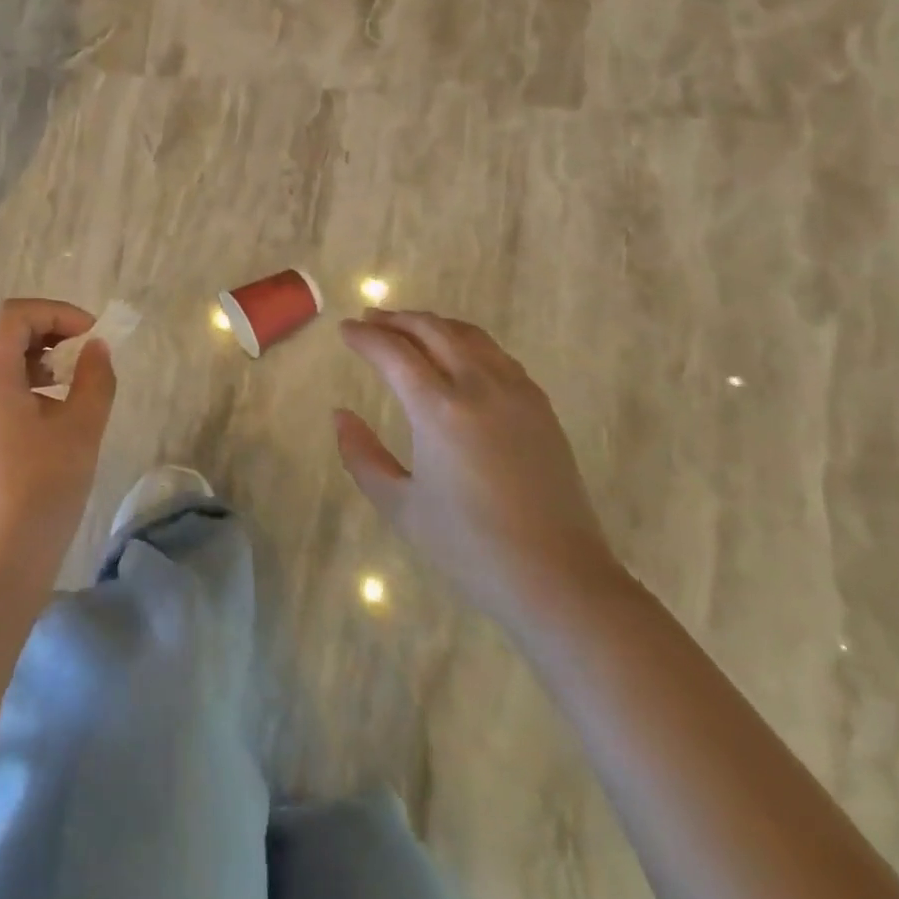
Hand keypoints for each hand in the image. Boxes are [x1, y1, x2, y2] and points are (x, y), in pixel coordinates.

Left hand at [0, 299, 118, 600]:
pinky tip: (48, 423)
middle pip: (2, 337)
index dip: (57, 313)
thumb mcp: (80, 431)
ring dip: (36, 364)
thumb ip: (94, 379)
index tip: (93, 334)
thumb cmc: (38, 494)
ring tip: (71, 390)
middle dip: (48, 336)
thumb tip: (96, 349)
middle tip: (86, 357)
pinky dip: (21, 390)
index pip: (15, 315)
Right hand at [336, 309, 620, 629]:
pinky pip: (496, 354)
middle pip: (432, 330)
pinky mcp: (540, 406)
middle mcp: (478, 387)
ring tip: (408, 329)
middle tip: (370, 320)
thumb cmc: (469, 547)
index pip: (393, 352)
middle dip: (396, 319)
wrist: (557, 578)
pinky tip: (456, 356)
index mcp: (439, 410)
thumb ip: (361, 455)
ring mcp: (516, 392)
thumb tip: (340, 415)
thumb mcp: (399, 506)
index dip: (365, 337)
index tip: (344, 330)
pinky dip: (465, 341)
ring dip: (432, 324)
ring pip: (468, 335)